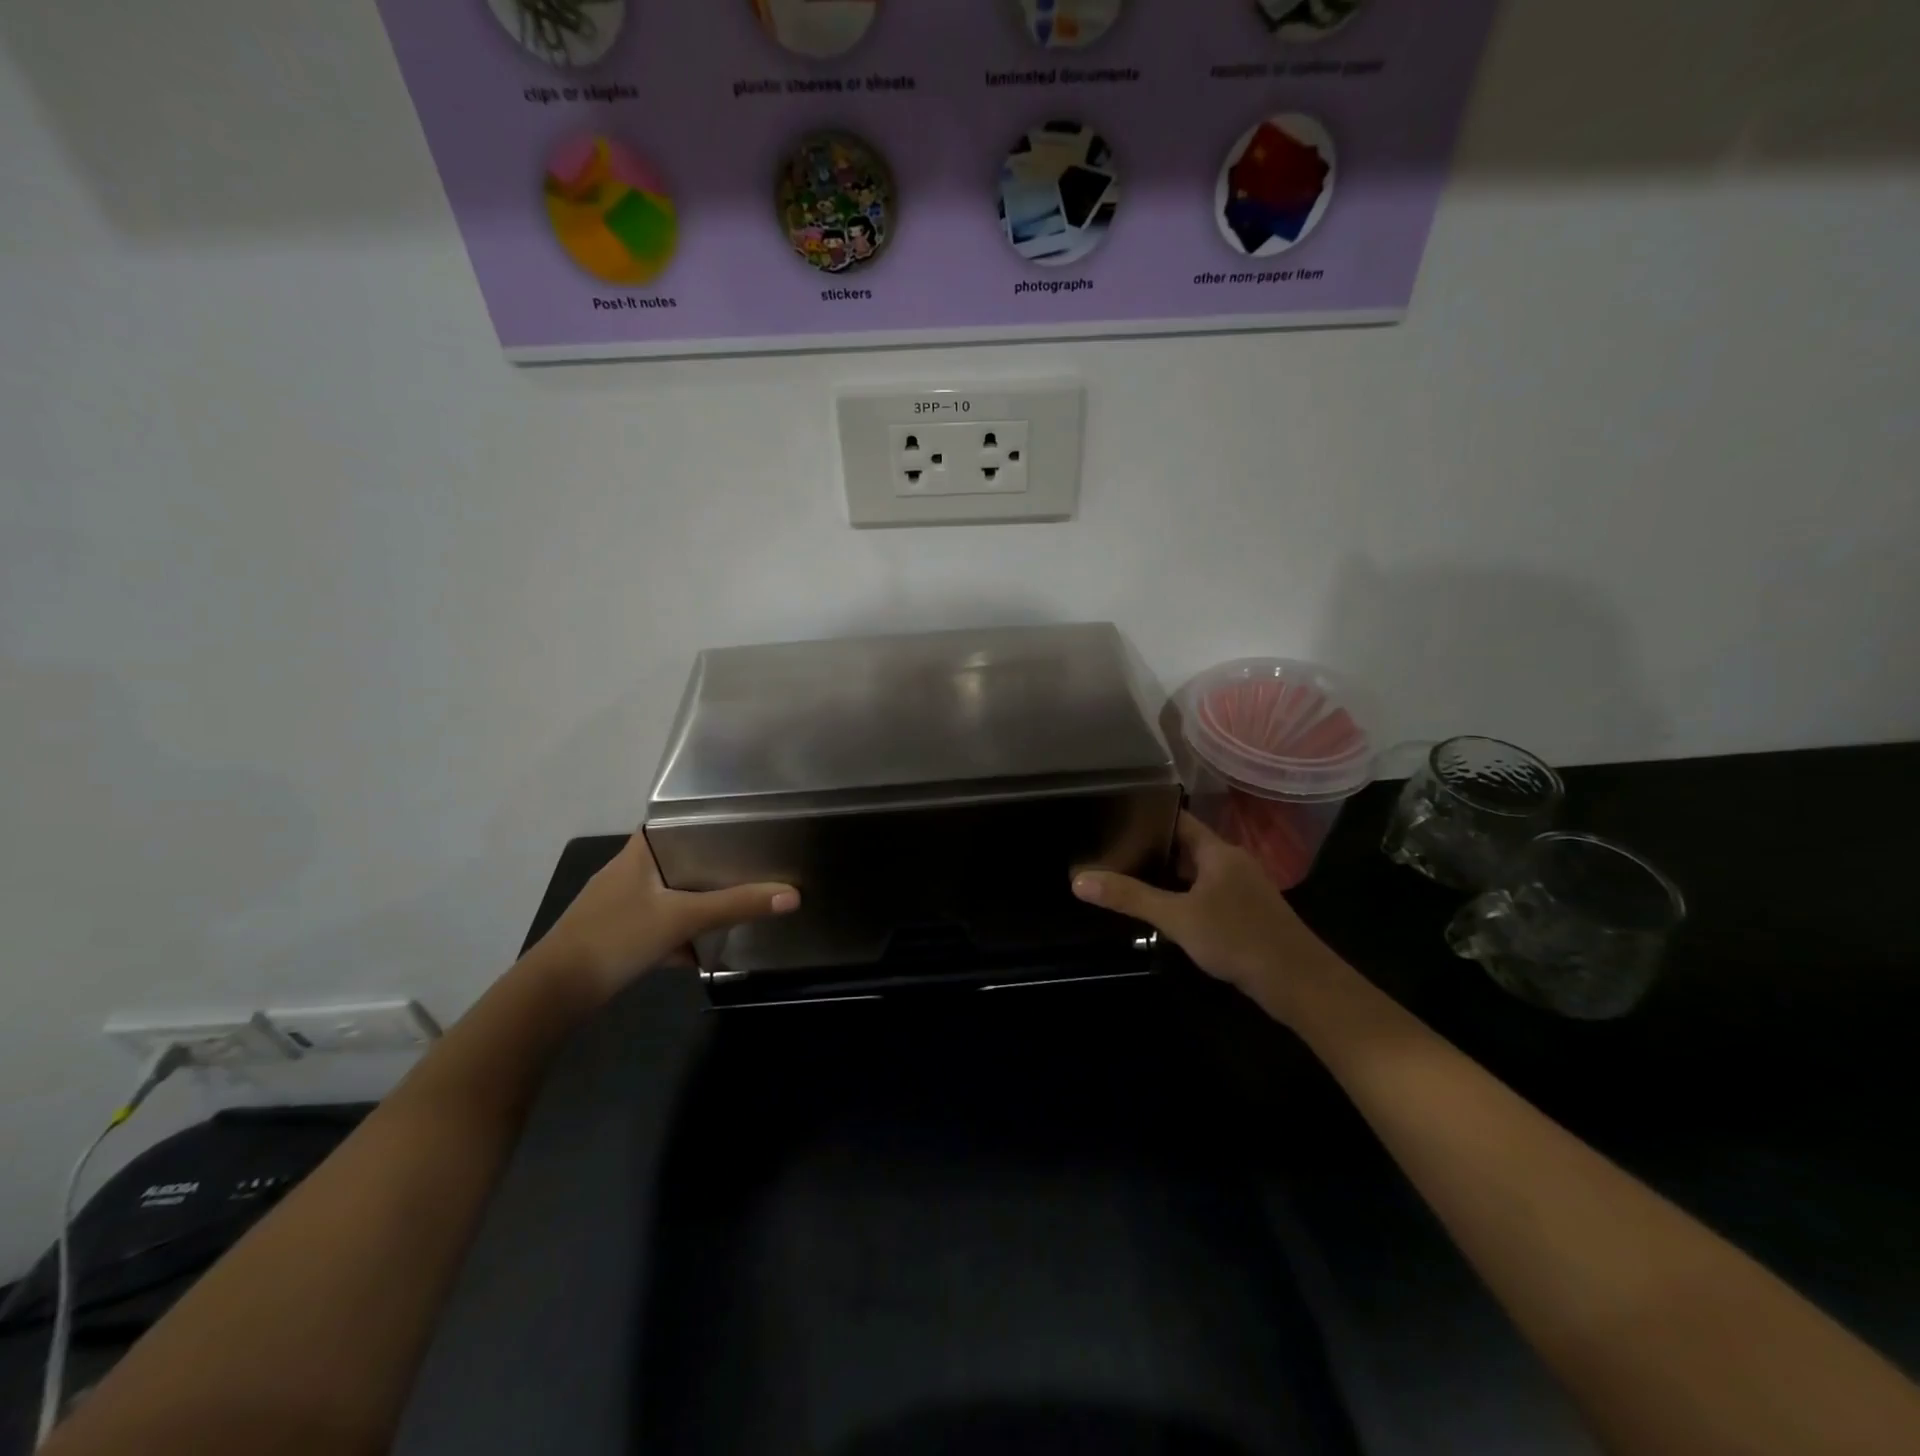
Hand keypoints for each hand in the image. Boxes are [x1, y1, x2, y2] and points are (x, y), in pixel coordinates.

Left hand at [535, 833, 798, 1002]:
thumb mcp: (682, 918)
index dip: (705, 821)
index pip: (675, 822)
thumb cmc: (617, 936)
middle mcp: (626, 871)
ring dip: (695, 904)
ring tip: (733, 907)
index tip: (741, 827)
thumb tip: (793, 895)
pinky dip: (677, 935)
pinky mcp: (614, 935)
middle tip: (749, 868)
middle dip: (710, 868)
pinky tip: (699, 954)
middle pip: (677, 860)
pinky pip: (656, 925)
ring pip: (668, 896)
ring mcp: (618, 905)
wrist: (555, 993)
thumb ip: (736, 906)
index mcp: (638, 852)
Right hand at [1072, 812, 1341, 1024]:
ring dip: (1167, 876)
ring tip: (1126, 877)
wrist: (1299, 984)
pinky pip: (1208, 894)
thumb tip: (1079, 880)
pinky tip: (1163, 911)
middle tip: (1109, 850)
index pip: (1178, 820)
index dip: (1147, 816)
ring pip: (1196, 873)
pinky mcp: (1246, 914)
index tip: (1113, 818)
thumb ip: (1130, 898)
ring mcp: (1242, 889)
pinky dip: (1184, 896)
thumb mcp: (1177, 918)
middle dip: (1150, 848)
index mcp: (1218, 852)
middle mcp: (1231, 863)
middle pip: (1185, 846)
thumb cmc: (1238, 939)